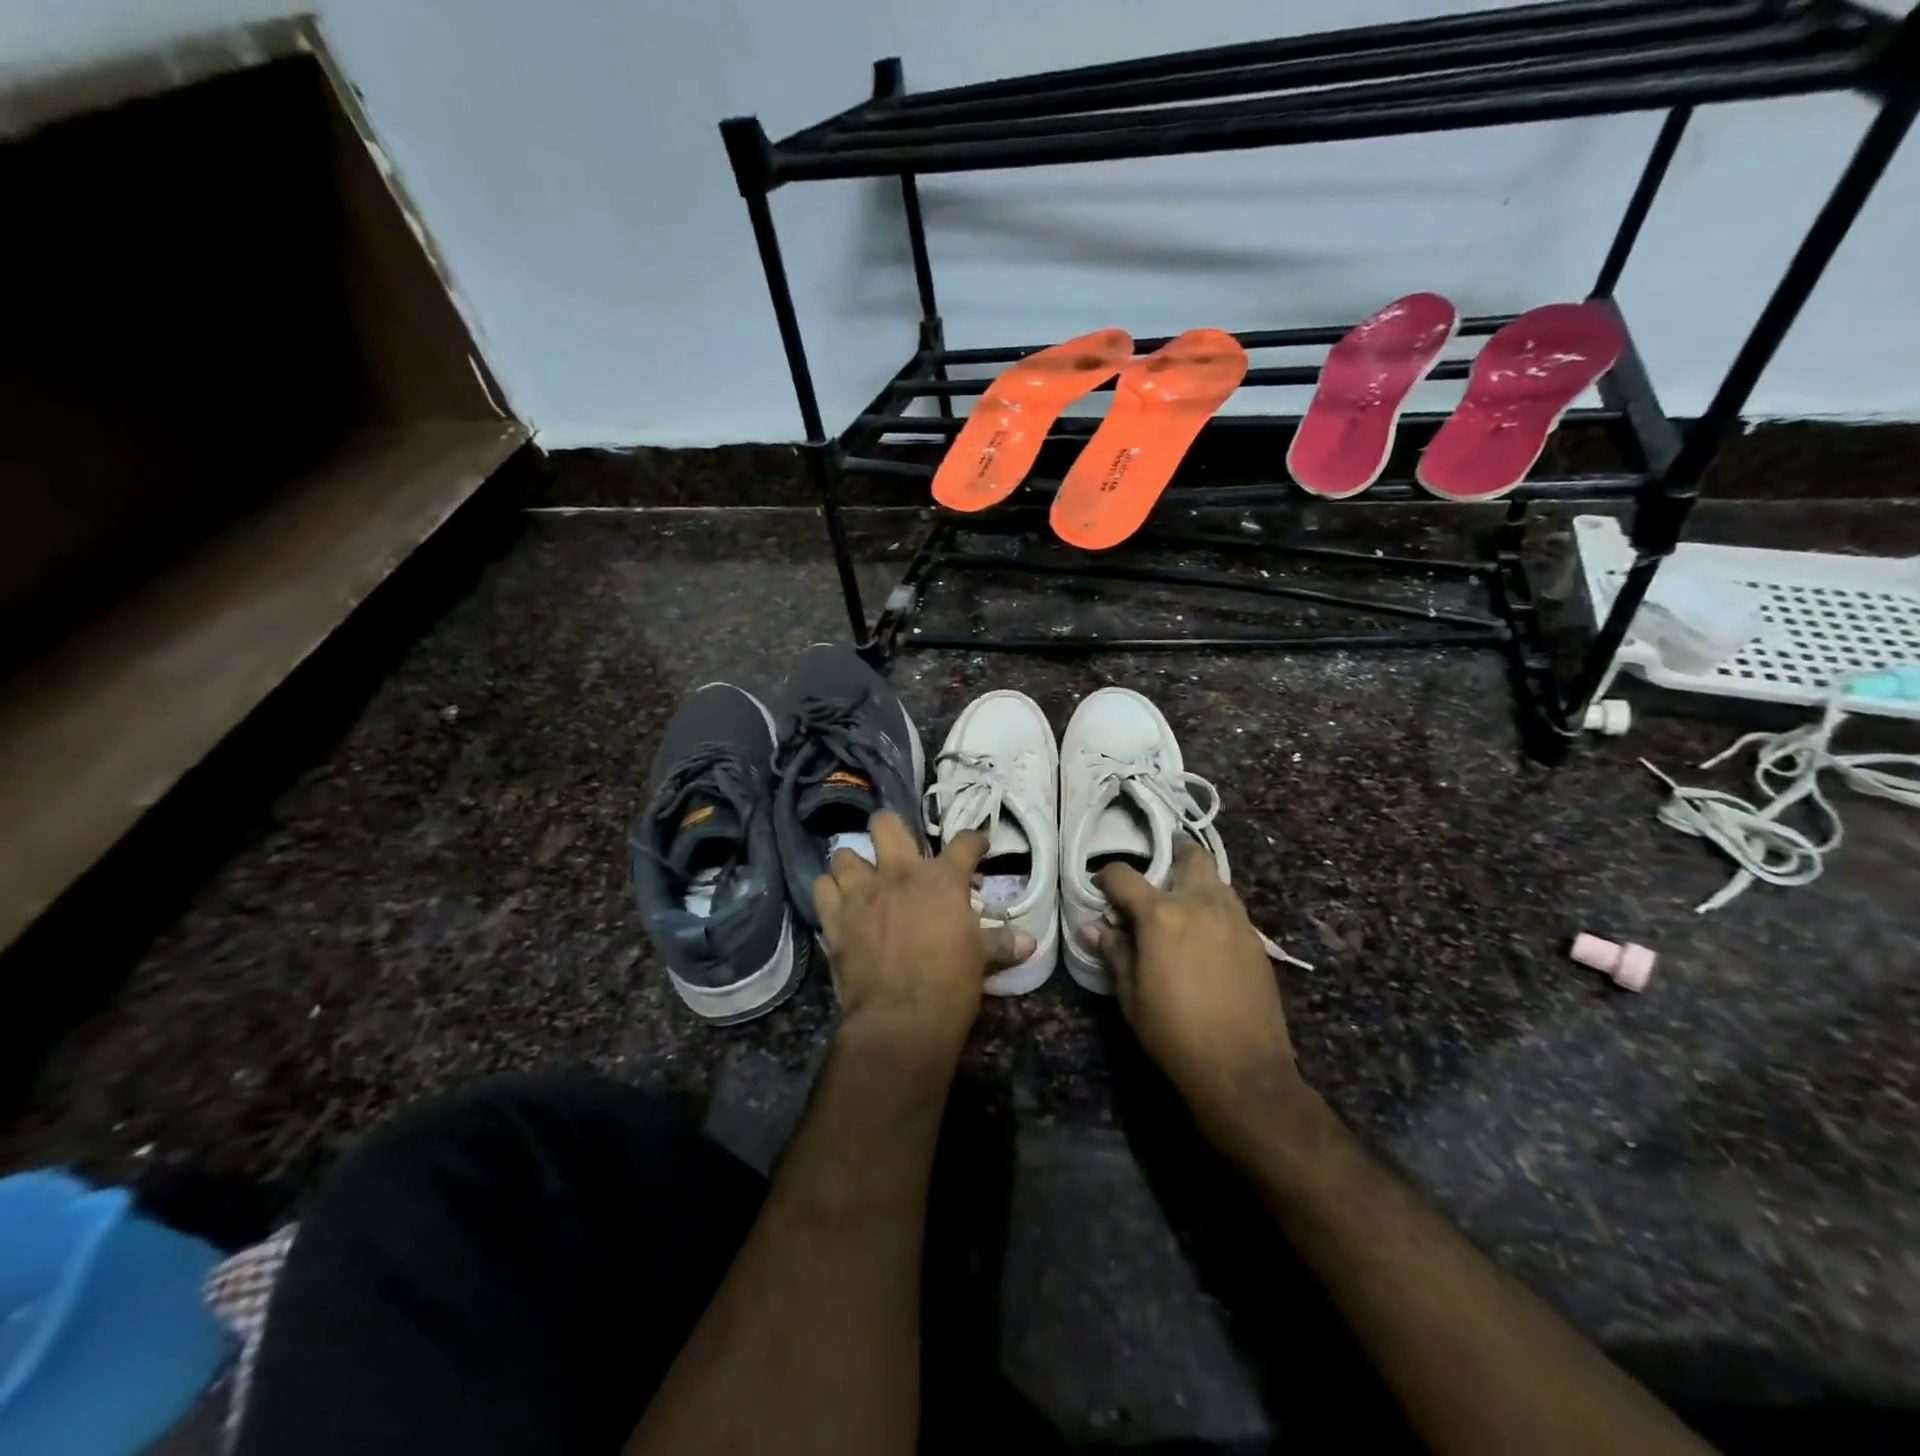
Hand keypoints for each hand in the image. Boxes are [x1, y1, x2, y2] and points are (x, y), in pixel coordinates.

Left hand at [814, 811, 1034, 1066]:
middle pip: (886, 824)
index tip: (977, 846)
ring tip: (861, 878)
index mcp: (942, 880)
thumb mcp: (981, 960)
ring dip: (852, 864)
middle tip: (897, 847)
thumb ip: (1001, 943)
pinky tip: (838, 903)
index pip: (965, 842)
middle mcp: (899, 874)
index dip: (974, 840)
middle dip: (890, 829)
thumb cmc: (950, 985)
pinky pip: (821, 888)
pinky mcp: (835, 918)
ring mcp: (862, 893)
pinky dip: (829, 892)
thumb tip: (1029, 942)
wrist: (901, 1019)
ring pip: (844, 854)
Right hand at [1083, 840, 1306, 1140]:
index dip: (1106, 877)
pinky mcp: (1255, 940)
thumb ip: (1114, 952)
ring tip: (1180, 903)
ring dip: (1196, 880)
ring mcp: (1234, 919)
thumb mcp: (1131, 995)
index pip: (1124, 876)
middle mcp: (1201, 903)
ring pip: (1216, 879)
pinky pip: (1231, 907)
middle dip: (1171, 854)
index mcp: (1161, 914)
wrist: (1243, 1071)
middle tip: (1155, 870)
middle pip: (1190, 856)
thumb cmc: (1174, 1033)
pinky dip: (1214, 907)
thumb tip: (1092, 927)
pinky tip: (1205, 934)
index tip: (1100, 888)